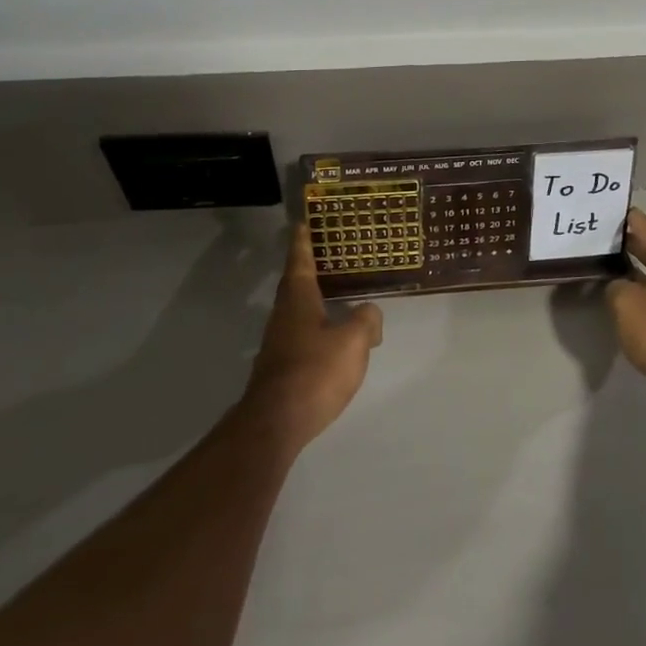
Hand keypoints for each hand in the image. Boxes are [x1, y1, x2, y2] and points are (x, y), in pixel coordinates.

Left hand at [241, 226, 383, 452]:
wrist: (276, 422)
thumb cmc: (315, 372)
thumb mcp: (353, 342)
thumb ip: (366, 320)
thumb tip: (369, 313)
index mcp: (298, 300)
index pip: (300, 261)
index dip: (303, 241)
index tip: (302, 223)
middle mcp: (283, 316)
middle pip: (295, 285)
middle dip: (310, 269)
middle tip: (328, 254)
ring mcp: (279, 343)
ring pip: (298, 311)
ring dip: (314, 299)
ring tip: (337, 295)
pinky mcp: (281, 368)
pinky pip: (302, 335)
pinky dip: (317, 327)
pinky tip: (333, 339)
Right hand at [606, 209, 645, 386]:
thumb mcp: (624, 302)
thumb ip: (615, 286)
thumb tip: (618, 285)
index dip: (628, 218)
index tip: (610, 209)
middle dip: (628, 243)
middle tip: (601, 236)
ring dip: (633, 268)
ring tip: (607, 264)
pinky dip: (640, 288)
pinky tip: (622, 293)